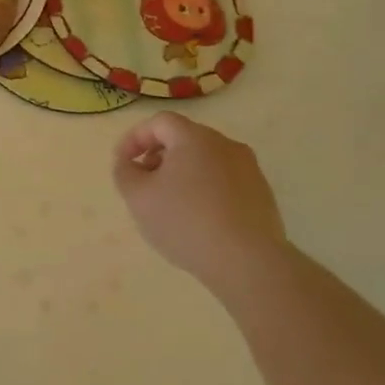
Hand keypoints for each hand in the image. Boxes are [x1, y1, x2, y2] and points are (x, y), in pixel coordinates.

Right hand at [113, 113, 285, 291]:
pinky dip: (204, 189)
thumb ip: (124, 171)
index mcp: (194, 138)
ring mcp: (248, 169)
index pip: (159, 122)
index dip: (134, 138)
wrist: (248, 262)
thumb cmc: (185, 222)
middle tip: (143, 181)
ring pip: (205, 160)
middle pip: (184, 138)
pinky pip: (224, 180)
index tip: (122, 162)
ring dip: (181, 173)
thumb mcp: (138, 196)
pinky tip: (197, 218)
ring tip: (169, 203)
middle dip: (158, 155)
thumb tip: (128, 162)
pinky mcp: (262, 194)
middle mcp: (225, 144)